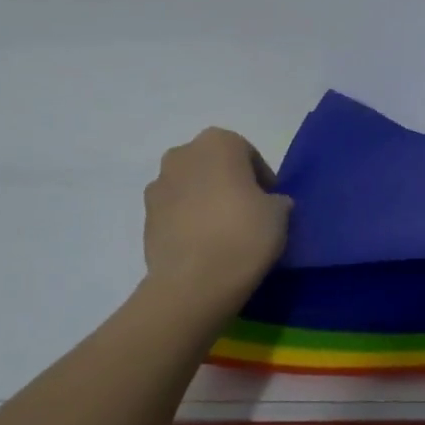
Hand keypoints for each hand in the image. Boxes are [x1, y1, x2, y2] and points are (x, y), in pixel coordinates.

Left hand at [142, 128, 290, 290]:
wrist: (193, 282)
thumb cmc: (244, 234)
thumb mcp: (280, 213)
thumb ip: (276, 200)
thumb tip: (270, 204)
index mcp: (218, 142)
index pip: (248, 154)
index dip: (262, 178)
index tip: (271, 203)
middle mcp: (182, 154)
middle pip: (214, 165)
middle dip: (229, 183)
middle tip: (248, 212)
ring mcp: (158, 185)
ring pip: (191, 187)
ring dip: (206, 201)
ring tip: (224, 232)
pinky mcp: (144, 217)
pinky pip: (175, 212)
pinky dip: (188, 221)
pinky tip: (204, 245)